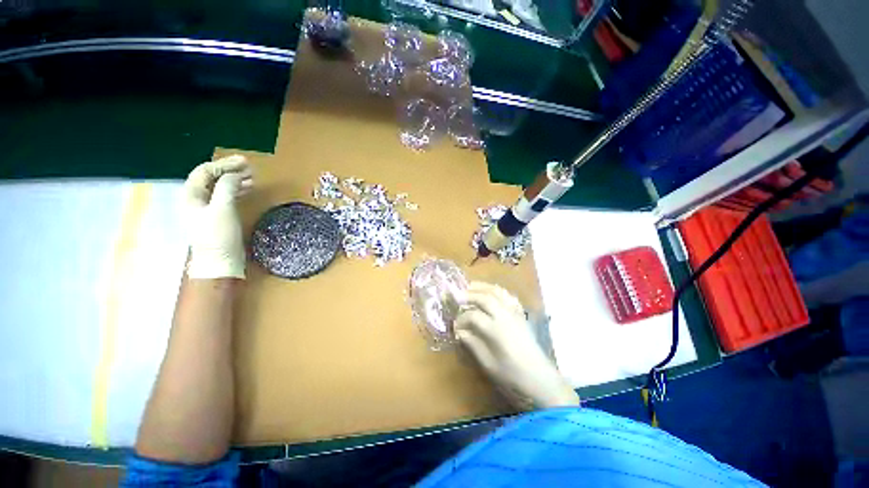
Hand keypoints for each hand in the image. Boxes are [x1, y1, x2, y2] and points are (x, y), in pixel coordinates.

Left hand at [184, 155, 252, 279]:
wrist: (220, 262)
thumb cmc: (219, 236)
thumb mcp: (223, 209)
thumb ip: (227, 188)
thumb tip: (235, 175)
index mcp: (192, 195)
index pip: (205, 171)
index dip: (224, 164)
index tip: (245, 162)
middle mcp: (197, 199)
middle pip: (211, 178)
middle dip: (230, 170)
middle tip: (250, 168)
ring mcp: (207, 209)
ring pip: (219, 187)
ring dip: (235, 180)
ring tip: (252, 178)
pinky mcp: (218, 217)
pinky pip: (226, 197)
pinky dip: (236, 190)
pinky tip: (247, 190)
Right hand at [455, 282, 579, 408]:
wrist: (541, 379)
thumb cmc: (512, 376)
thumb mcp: (488, 364)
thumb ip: (472, 344)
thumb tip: (460, 331)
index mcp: (496, 330)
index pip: (473, 315)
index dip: (461, 319)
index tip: (455, 325)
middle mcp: (505, 316)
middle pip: (485, 298)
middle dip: (469, 295)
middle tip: (457, 297)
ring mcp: (515, 313)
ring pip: (497, 292)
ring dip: (482, 287)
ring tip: (471, 286)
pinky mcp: (521, 315)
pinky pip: (508, 296)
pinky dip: (497, 291)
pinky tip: (490, 292)